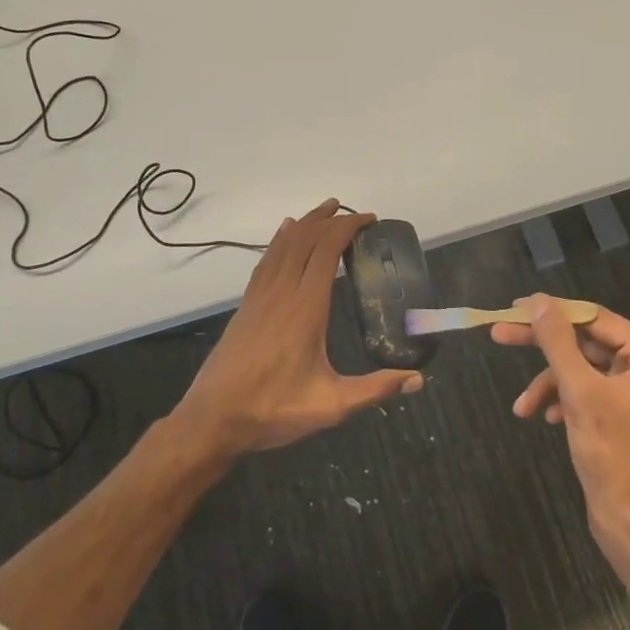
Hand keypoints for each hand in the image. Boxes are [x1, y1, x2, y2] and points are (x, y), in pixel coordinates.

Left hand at [172, 200, 422, 458]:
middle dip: (330, 219)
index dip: (348, 228)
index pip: (326, 251)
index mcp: (305, 308)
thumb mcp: (330, 405)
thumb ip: (375, 389)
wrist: (212, 419)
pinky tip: (284, 233)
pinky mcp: (247, 305)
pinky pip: (266, 259)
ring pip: (283, 245)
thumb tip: (417, 380)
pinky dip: (280, 239)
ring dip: (306, 223)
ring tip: (326, 210)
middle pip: (305, 239)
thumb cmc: (273, 410)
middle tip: (355, 213)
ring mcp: (260, 296)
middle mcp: (282, 292)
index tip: (370, 220)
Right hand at [493, 296, 629, 561]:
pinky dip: (563, 400)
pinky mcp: (624, 412)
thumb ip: (558, 343)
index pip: (595, 319)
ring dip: (550, 384)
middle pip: (586, 342)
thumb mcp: (579, 392)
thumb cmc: (612, 454)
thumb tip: (538, 302)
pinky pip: (587, 391)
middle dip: (545, 348)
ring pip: (582, 369)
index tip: (515, 307)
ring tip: (523, 406)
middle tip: (500, 334)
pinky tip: (545, 417)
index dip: (553, 311)